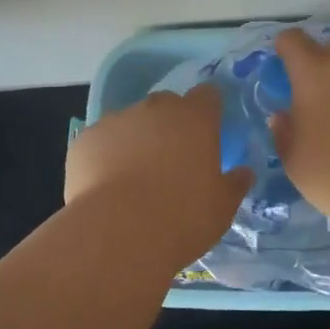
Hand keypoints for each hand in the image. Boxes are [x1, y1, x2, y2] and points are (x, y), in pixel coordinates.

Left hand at [66, 87, 251, 251]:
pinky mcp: (85, 139)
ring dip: (136, 140)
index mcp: (195, 118)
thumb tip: (244, 172)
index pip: (208, 95)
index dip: (208, 111)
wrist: (118, 232)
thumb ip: (234, 184)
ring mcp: (116, 120)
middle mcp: (155, 109)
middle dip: (171, 124)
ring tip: (134, 178)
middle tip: (173, 160)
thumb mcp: (222, 208)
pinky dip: (105, 156)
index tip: (209, 132)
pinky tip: (106, 186)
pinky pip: (101, 141)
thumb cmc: (182, 217)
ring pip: (131, 122)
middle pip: (167, 104)